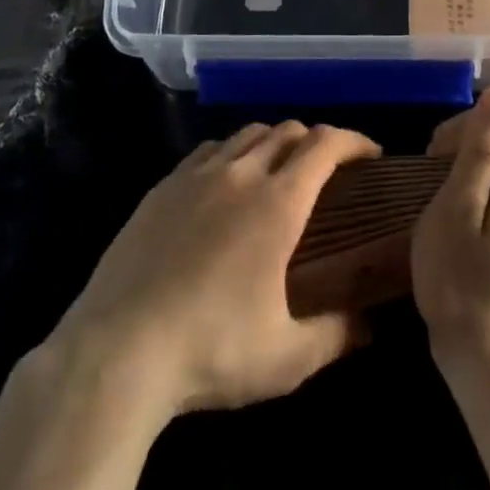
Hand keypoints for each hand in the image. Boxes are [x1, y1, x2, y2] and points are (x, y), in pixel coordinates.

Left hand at [46, 121, 378, 424]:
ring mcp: (195, 176)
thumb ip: (336, 335)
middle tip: (328, 171)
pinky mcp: (161, 188)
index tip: (371, 155)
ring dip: (274, 143)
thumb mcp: (287, 358)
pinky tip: (226, 185)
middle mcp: (240, 174)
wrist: (118, 351)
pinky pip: (208, 151)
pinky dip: (232, 155)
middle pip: (287, 131)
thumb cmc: (212, 350)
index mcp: (277, 203)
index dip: (354, 141)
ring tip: (279, 173)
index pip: (325, 144)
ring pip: (246, 135)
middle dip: (316, 141)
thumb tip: (368, 325)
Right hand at [411, 88, 489, 376]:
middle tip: (433, 190)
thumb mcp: (458, 207)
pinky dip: (476, 190)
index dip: (466, 122)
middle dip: (463, 145)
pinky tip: (459, 224)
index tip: (438, 160)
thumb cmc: (462, 281)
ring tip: (443, 210)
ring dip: (466, 169)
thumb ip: (482, 149)